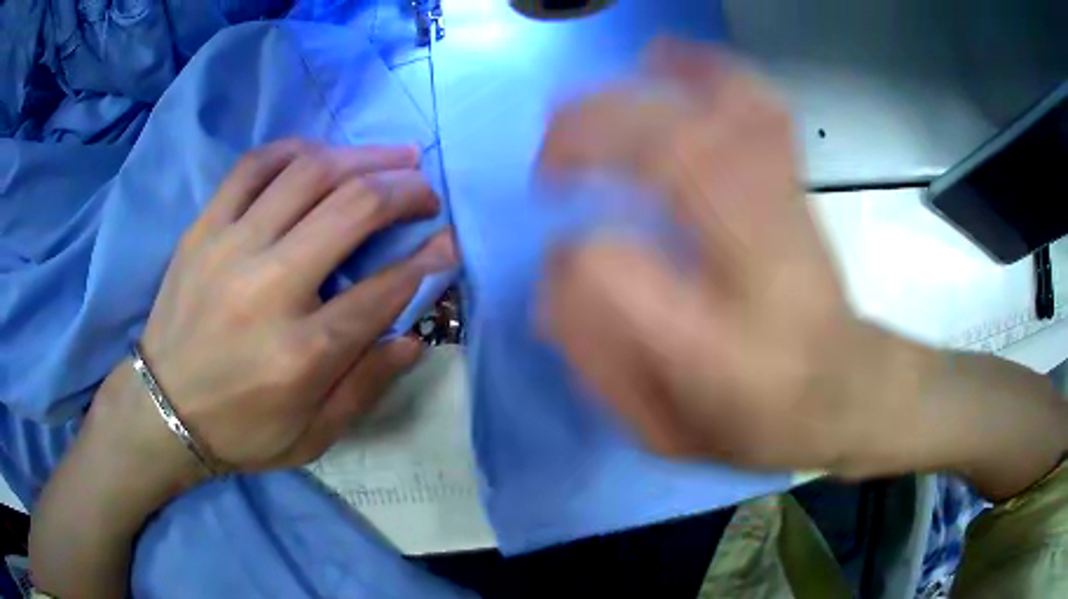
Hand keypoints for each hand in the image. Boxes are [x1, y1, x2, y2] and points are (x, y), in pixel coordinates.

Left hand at [114, 140, 456, 477]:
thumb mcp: (313, 436)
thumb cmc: (240, 430)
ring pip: (308, 173)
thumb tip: (414, 337)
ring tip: (392, 157)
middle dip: (405, 191)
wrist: (161, 410)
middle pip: (352, 209)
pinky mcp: (203, 229)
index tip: (449, 241)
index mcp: (302, 352)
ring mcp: (230, 248)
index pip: (384, 288)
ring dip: (362, 157)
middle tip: (425, 191)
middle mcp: (269, 287)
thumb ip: (366, 386)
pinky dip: (296, 149)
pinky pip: (254, 166)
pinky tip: (322, 153)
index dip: (429, 258)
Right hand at [537, 41, 910, 473]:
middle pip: (671, 156)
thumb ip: (598, 361)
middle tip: (551, 158)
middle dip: (593, 136)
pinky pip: (758, 107)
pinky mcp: (796, 185)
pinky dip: (710, 70)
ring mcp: (785, 211)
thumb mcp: (665, 430)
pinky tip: (670, 58)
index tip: (559, 259)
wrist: (846, 389)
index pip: (616, 272)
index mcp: (712, 345)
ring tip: (591, 102)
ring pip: (717, 115)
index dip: (572, 257)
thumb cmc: (756, 420)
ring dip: (644, 92)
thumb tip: (553, 279)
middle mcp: (754, 262)